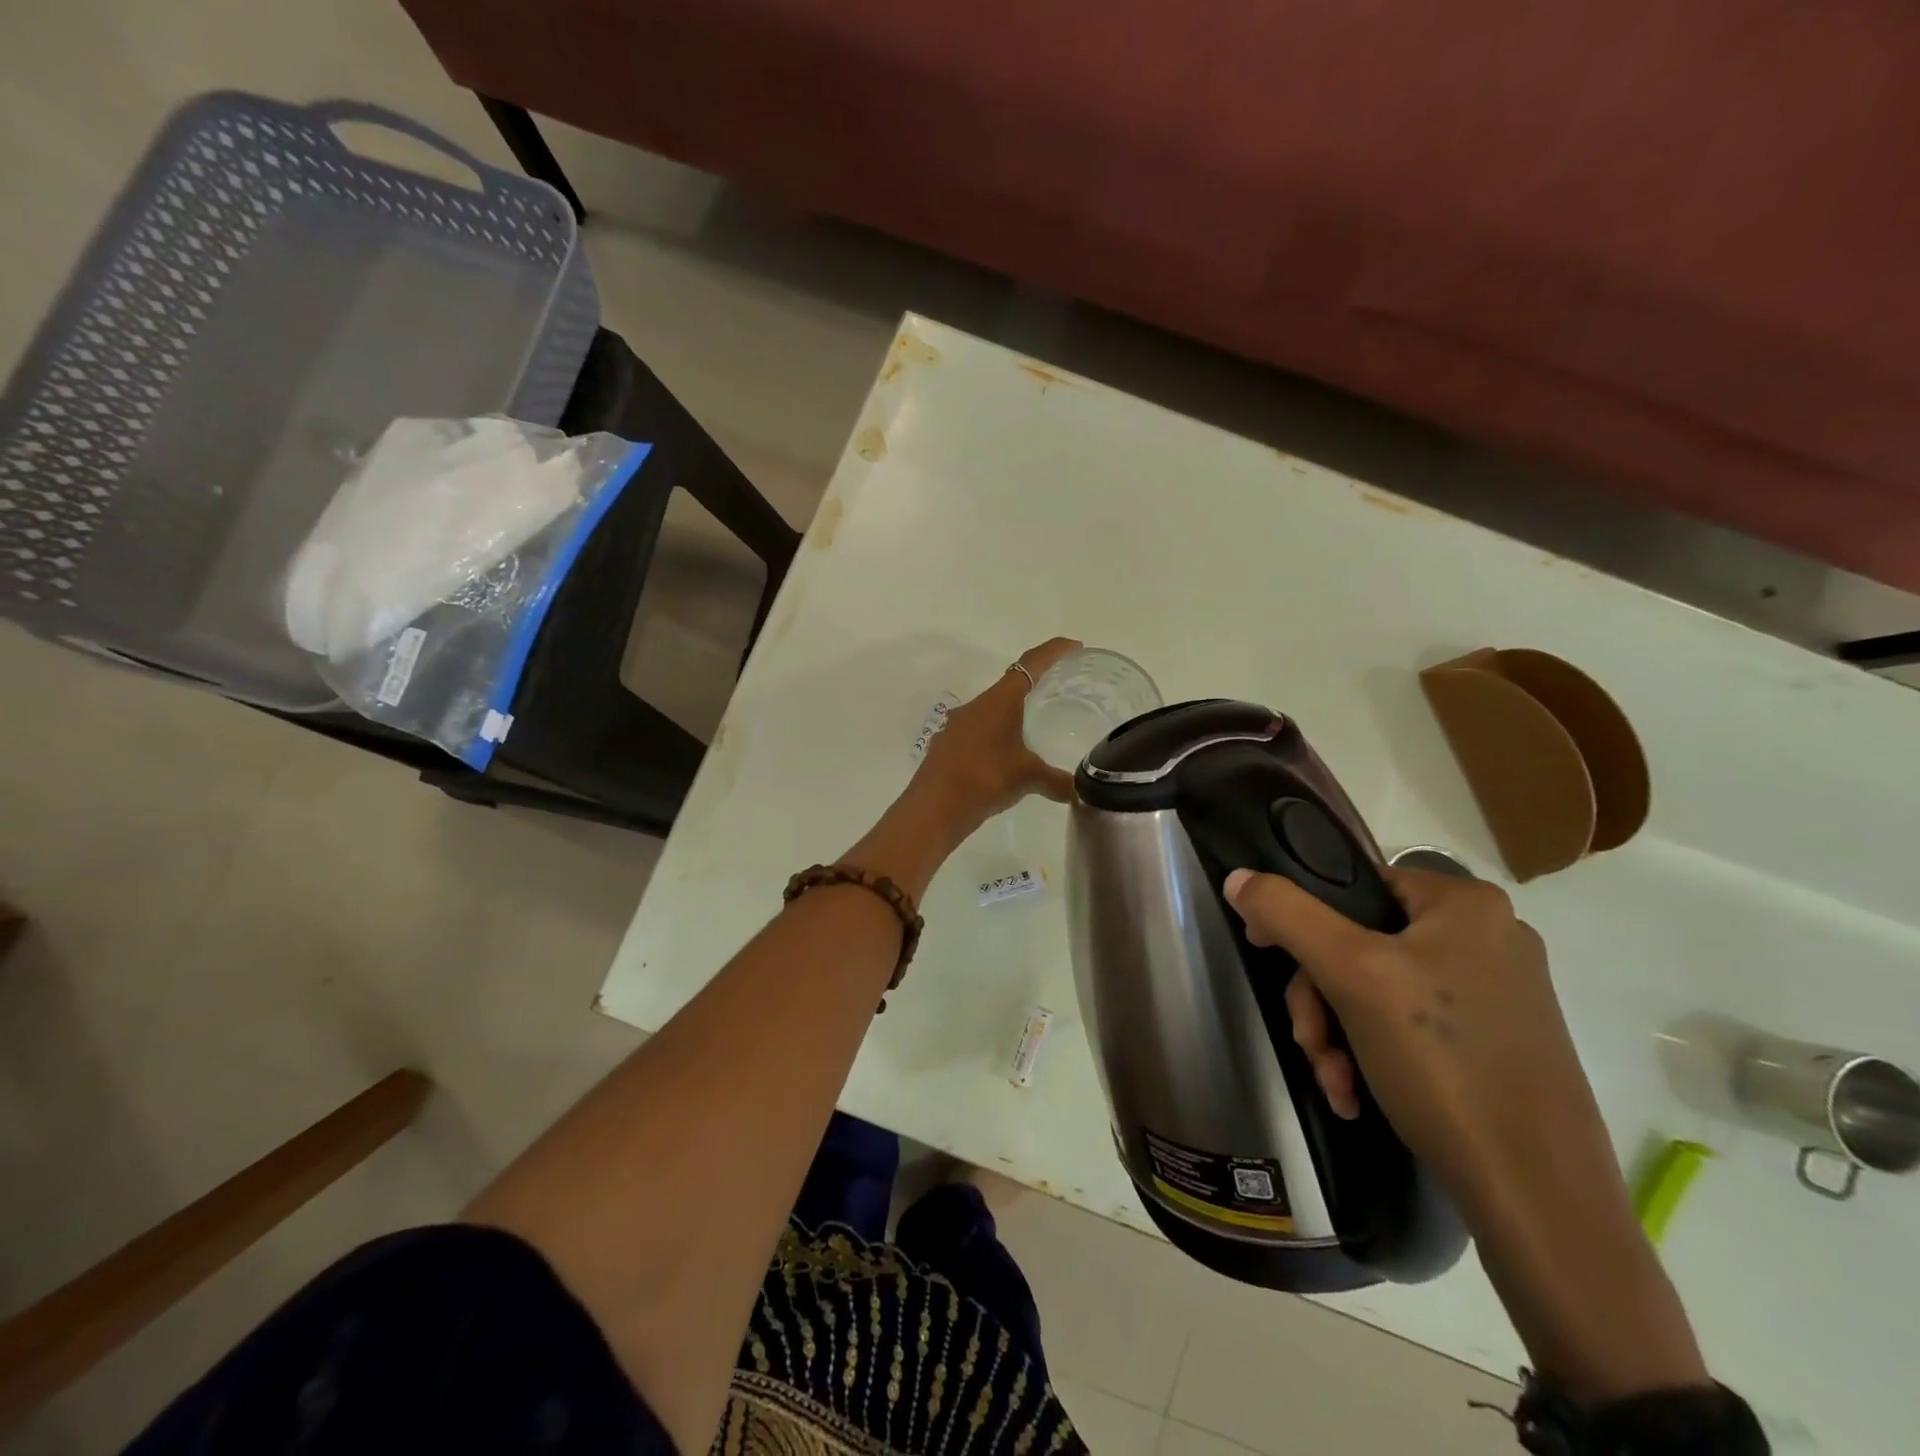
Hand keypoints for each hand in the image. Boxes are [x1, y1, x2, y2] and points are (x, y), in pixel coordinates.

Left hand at [909, 637, 1081, 831]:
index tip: (1073, 647)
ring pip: (991, 710)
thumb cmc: (986, 778)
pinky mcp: (947, 745)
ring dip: (1012, 715)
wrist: (934, 807)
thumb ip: (1058, 781)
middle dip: (1033, 686)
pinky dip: (995, 737)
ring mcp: (957, 725)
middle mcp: (976, 705)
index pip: (1030, 664)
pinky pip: (978, 732)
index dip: (1053, 652)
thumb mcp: (1029, 777)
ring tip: (1033, 729)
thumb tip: (1081, 792)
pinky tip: (1005, 757)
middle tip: (1057, 693)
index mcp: (999, 700)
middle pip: (1009, 686)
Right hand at [1224, 866, 1715, 1403]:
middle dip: (1321, 998)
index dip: (1301, 918)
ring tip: (1335, 1081)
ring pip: (1380, 990)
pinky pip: (1412, 1027)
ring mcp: (1499, 995)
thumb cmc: (1441, 1062)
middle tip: (1310, 1043)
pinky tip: (1358, 1095)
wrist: (1538, 1198)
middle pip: (1361, 943)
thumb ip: (1286, 913)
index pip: (1354, 885)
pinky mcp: (1501, 1045)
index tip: (1269, 957)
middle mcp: (1489, 938)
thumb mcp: (1349, 974)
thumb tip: (1238, 877)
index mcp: (1466, 904)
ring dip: (1339, 1033)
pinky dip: (1373, 1055)